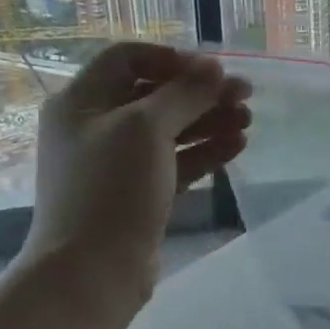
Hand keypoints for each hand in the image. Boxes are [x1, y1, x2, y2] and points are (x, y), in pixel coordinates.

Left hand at [19, 43, 250, 318]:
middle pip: (154, 95)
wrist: (93, 270)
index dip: (171, 58)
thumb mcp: (146, 129)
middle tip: (245, 95)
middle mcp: (96, 127)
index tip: (212, 70)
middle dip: (200, 92)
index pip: (127, 58)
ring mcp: (118, 163)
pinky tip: (237, 146)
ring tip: (247, 121)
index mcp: (82, 101)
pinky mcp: (139, 193)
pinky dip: (204, 151)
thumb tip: (214, 67)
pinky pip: (175, 162)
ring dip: (209, 121)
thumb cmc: (111, 189)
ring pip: (170, 130)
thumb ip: (184, 93)